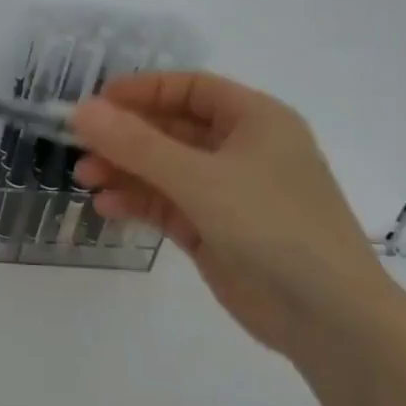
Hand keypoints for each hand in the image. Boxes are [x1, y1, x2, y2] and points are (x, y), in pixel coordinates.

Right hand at [71, 70, 398, 367]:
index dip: (143, 90)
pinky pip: (168, 205)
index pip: (190, 89)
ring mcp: (228, 193)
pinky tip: (107, 207)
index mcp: (255, 120)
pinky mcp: (214, 231)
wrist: (327, 315)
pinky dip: (138, 203)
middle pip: (172, 130)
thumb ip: (136, 145)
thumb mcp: (199, 178)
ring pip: (165, 170)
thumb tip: (81, 111)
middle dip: (125, 136)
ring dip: (125, 170)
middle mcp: (242, 150)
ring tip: (84, 178)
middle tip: (78, 144)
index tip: (96, 101)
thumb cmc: (272, 225)